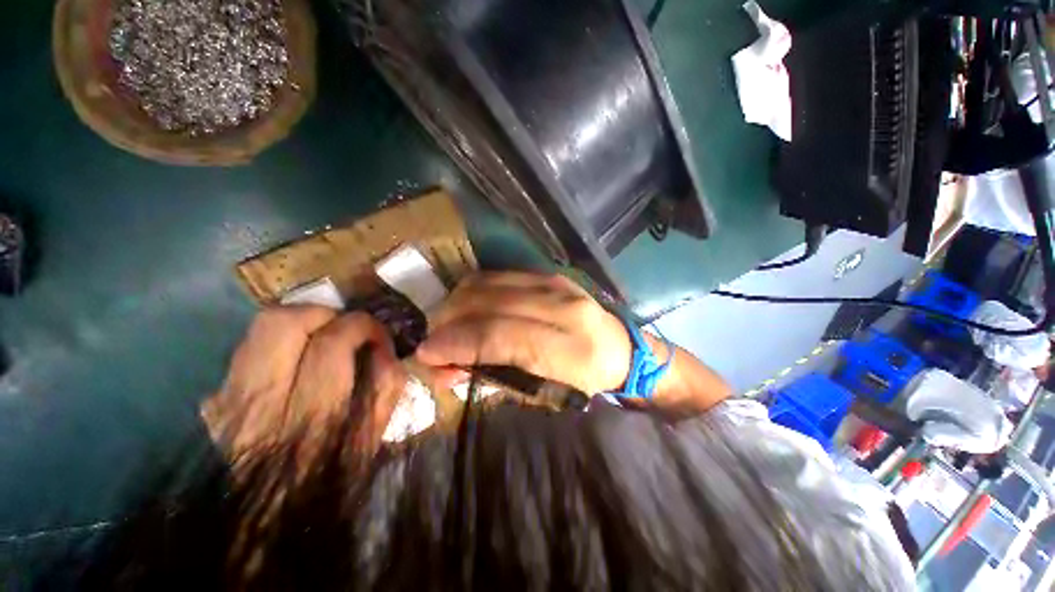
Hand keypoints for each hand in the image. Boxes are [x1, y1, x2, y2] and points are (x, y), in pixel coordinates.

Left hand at [203, 307, 406, 464]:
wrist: (273, 518)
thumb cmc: (334, 475)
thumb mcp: (375, 434)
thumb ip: (387, 383)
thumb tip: (383, 345)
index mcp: (311, 420)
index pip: (331, 346)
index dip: (360, 325)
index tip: (377, 333)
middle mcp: (261, 407)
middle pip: (281, 324)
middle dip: (324, 312)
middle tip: (344, 326)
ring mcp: (228, 402)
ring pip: (259, 328)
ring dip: (302, 321)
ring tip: (322, 336)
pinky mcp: (215, 400)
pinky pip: (249, 347)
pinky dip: (281, 343)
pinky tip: (295, 362)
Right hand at [418, 272, 731, 416]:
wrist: (622, 349)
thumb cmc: (585, 381)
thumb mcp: (544, 393)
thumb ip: (495, 377)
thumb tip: (448, 369)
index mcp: (569, 348)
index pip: (502, 336)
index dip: (458, 343)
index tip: (426, 354)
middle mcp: (563, 306)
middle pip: (491, 304)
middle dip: (450, 321)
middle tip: (432, 342)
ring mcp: (556, 283)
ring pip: (490, 284)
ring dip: (458, 303)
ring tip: (446, 325)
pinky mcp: (549, 274)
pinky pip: (499, 276)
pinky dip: (474, 291)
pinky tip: (466, 307)